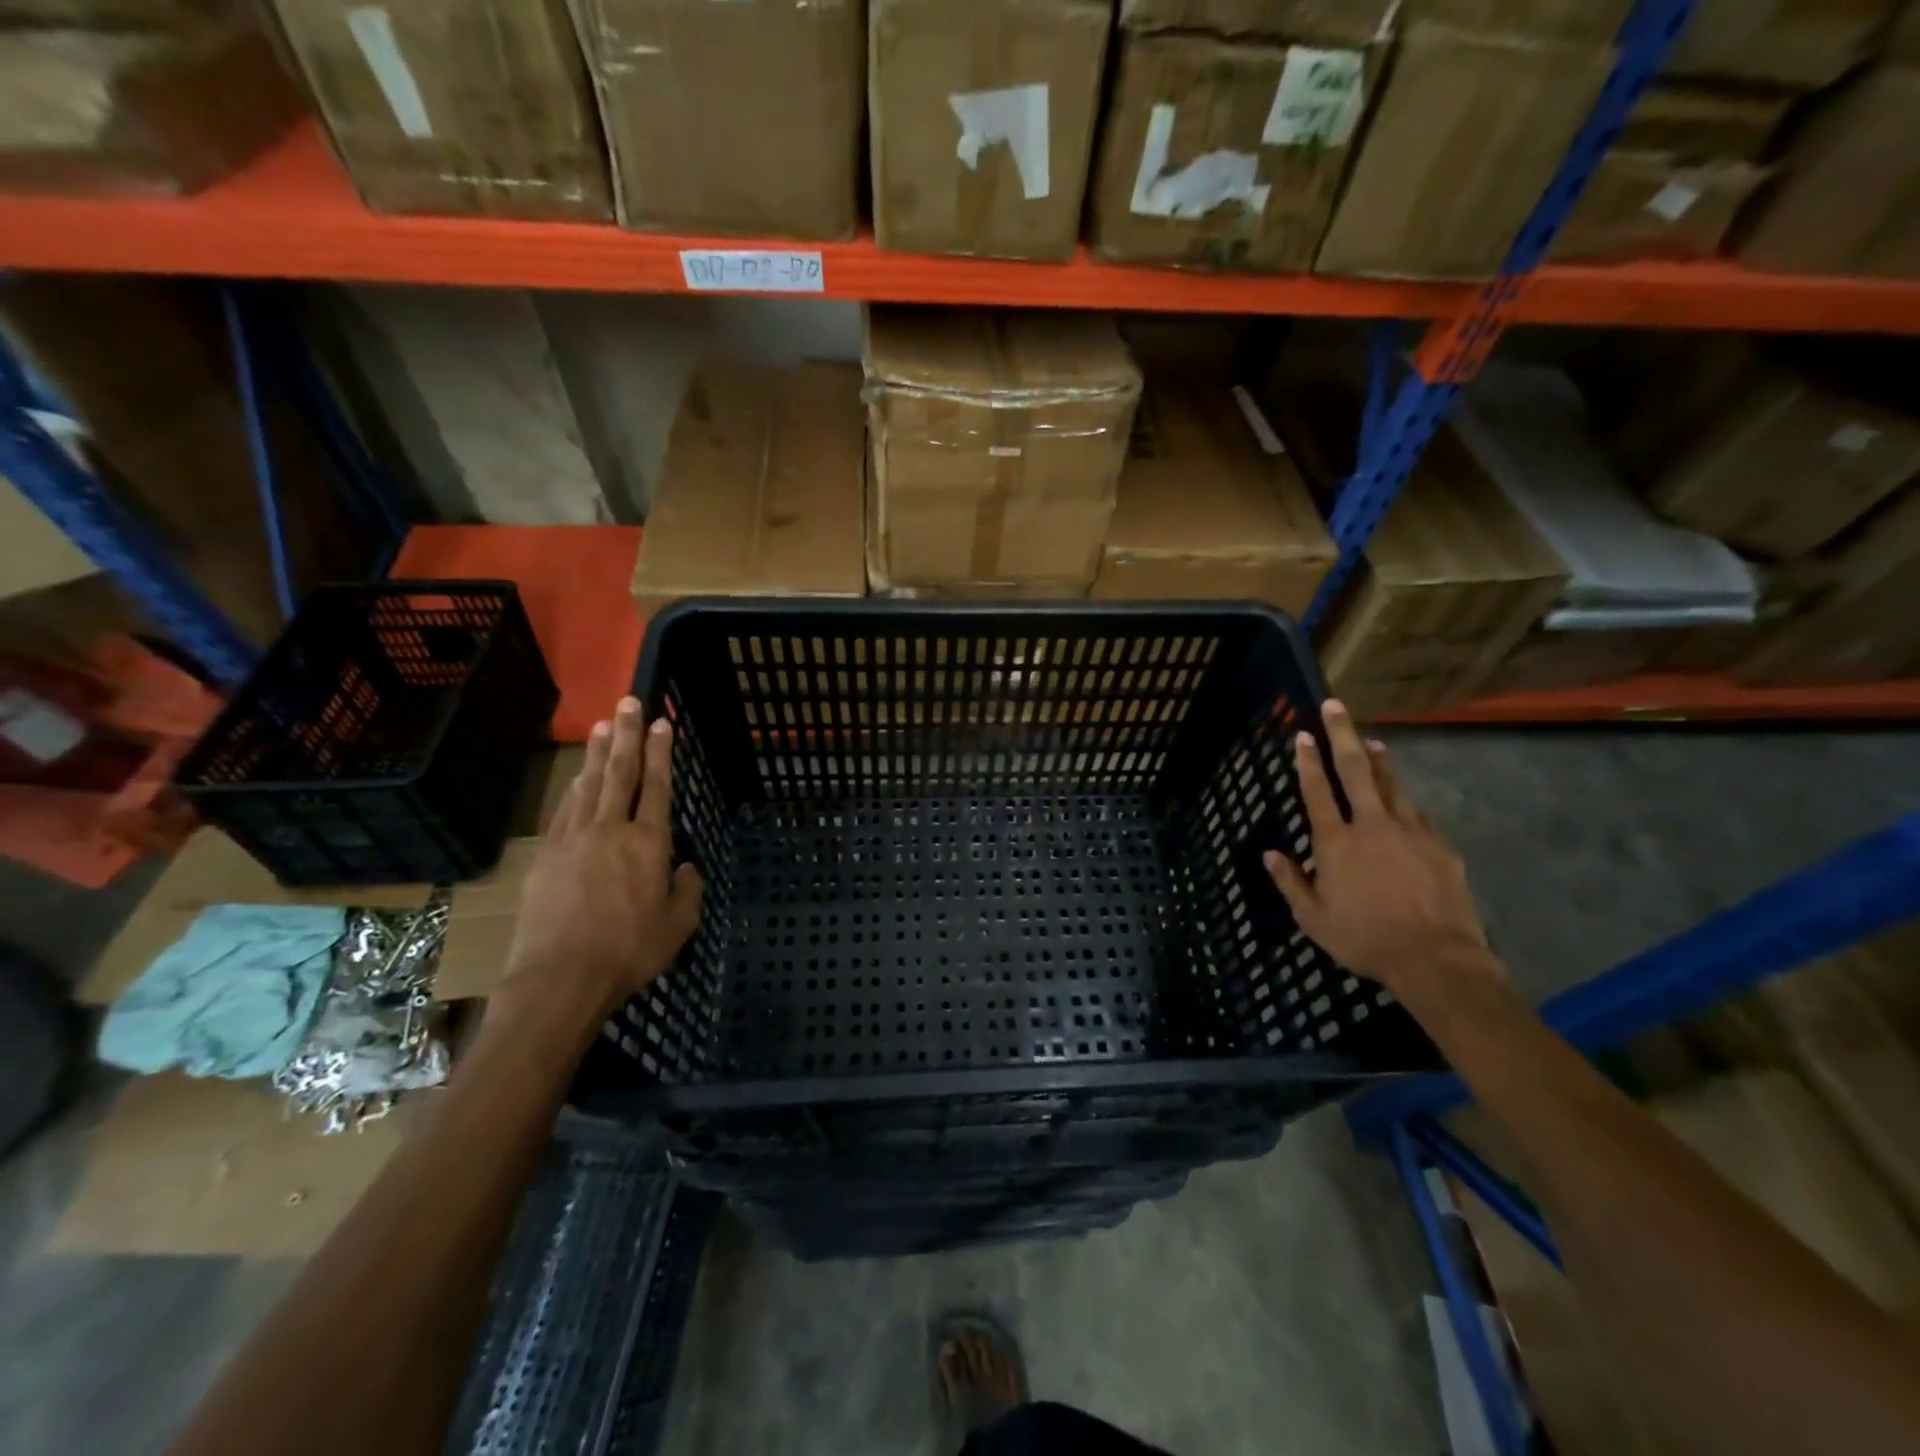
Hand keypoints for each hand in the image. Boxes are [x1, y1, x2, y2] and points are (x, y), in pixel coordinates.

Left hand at [501, 698, 703, 1025]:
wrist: (561, 978)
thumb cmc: (629, 951)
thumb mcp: (679, 925)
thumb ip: (687, 890)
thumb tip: (685, 867)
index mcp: (649, 843)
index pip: (658, 785)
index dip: (660, 751)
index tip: (660, 722)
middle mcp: (611, 830)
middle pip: (620, 772)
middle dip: (626, 734)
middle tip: (627, 700)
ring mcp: (573, 839)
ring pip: (588, 784)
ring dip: (598, 752)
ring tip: (602, 725)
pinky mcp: (546, 855)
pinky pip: (564, 810)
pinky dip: (573, 787)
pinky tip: (577, 777)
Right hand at [1263, 700, 1497, 1005]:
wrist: (1435, 959)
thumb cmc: (1364, 939)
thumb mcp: (1313, 919)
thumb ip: (1291, 882)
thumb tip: (1270, 854)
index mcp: (1336, 843)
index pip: (1317, 792)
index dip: (1307, 761)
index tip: (1303, 735)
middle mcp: (1371, 826)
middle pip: (1355, 770)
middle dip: (1342, 735)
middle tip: (1335, 706)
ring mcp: (1409, 832)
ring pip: (1391, 785)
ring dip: (1378, 760)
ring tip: (1370, 740)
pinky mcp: (1439, 845)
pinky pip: (1417, 814)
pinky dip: (1404, 800)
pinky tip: (1402, 799)